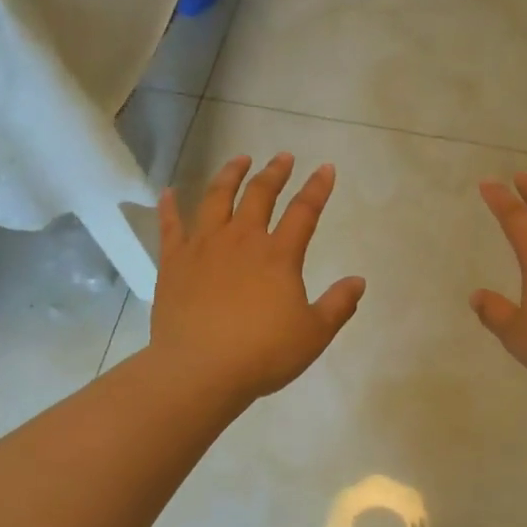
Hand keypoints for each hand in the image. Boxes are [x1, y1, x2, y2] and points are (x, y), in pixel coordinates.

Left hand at [151, 153, 366, 404]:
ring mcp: (203, 247)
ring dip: (229, 175)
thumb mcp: (313, 334)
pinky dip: (169, 207)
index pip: (304, 211)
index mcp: (278, 255)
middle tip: (282, 157)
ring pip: (216, 198)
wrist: (200, 369)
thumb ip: (338, 305)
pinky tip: (167, 192)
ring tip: (239, 159)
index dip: (317, 188)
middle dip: (274, 172)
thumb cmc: (262, 353)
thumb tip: (359, 281)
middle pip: (259, 195)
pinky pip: (170, 226)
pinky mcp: (174, 262)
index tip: (326, 168)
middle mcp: (241, 240)